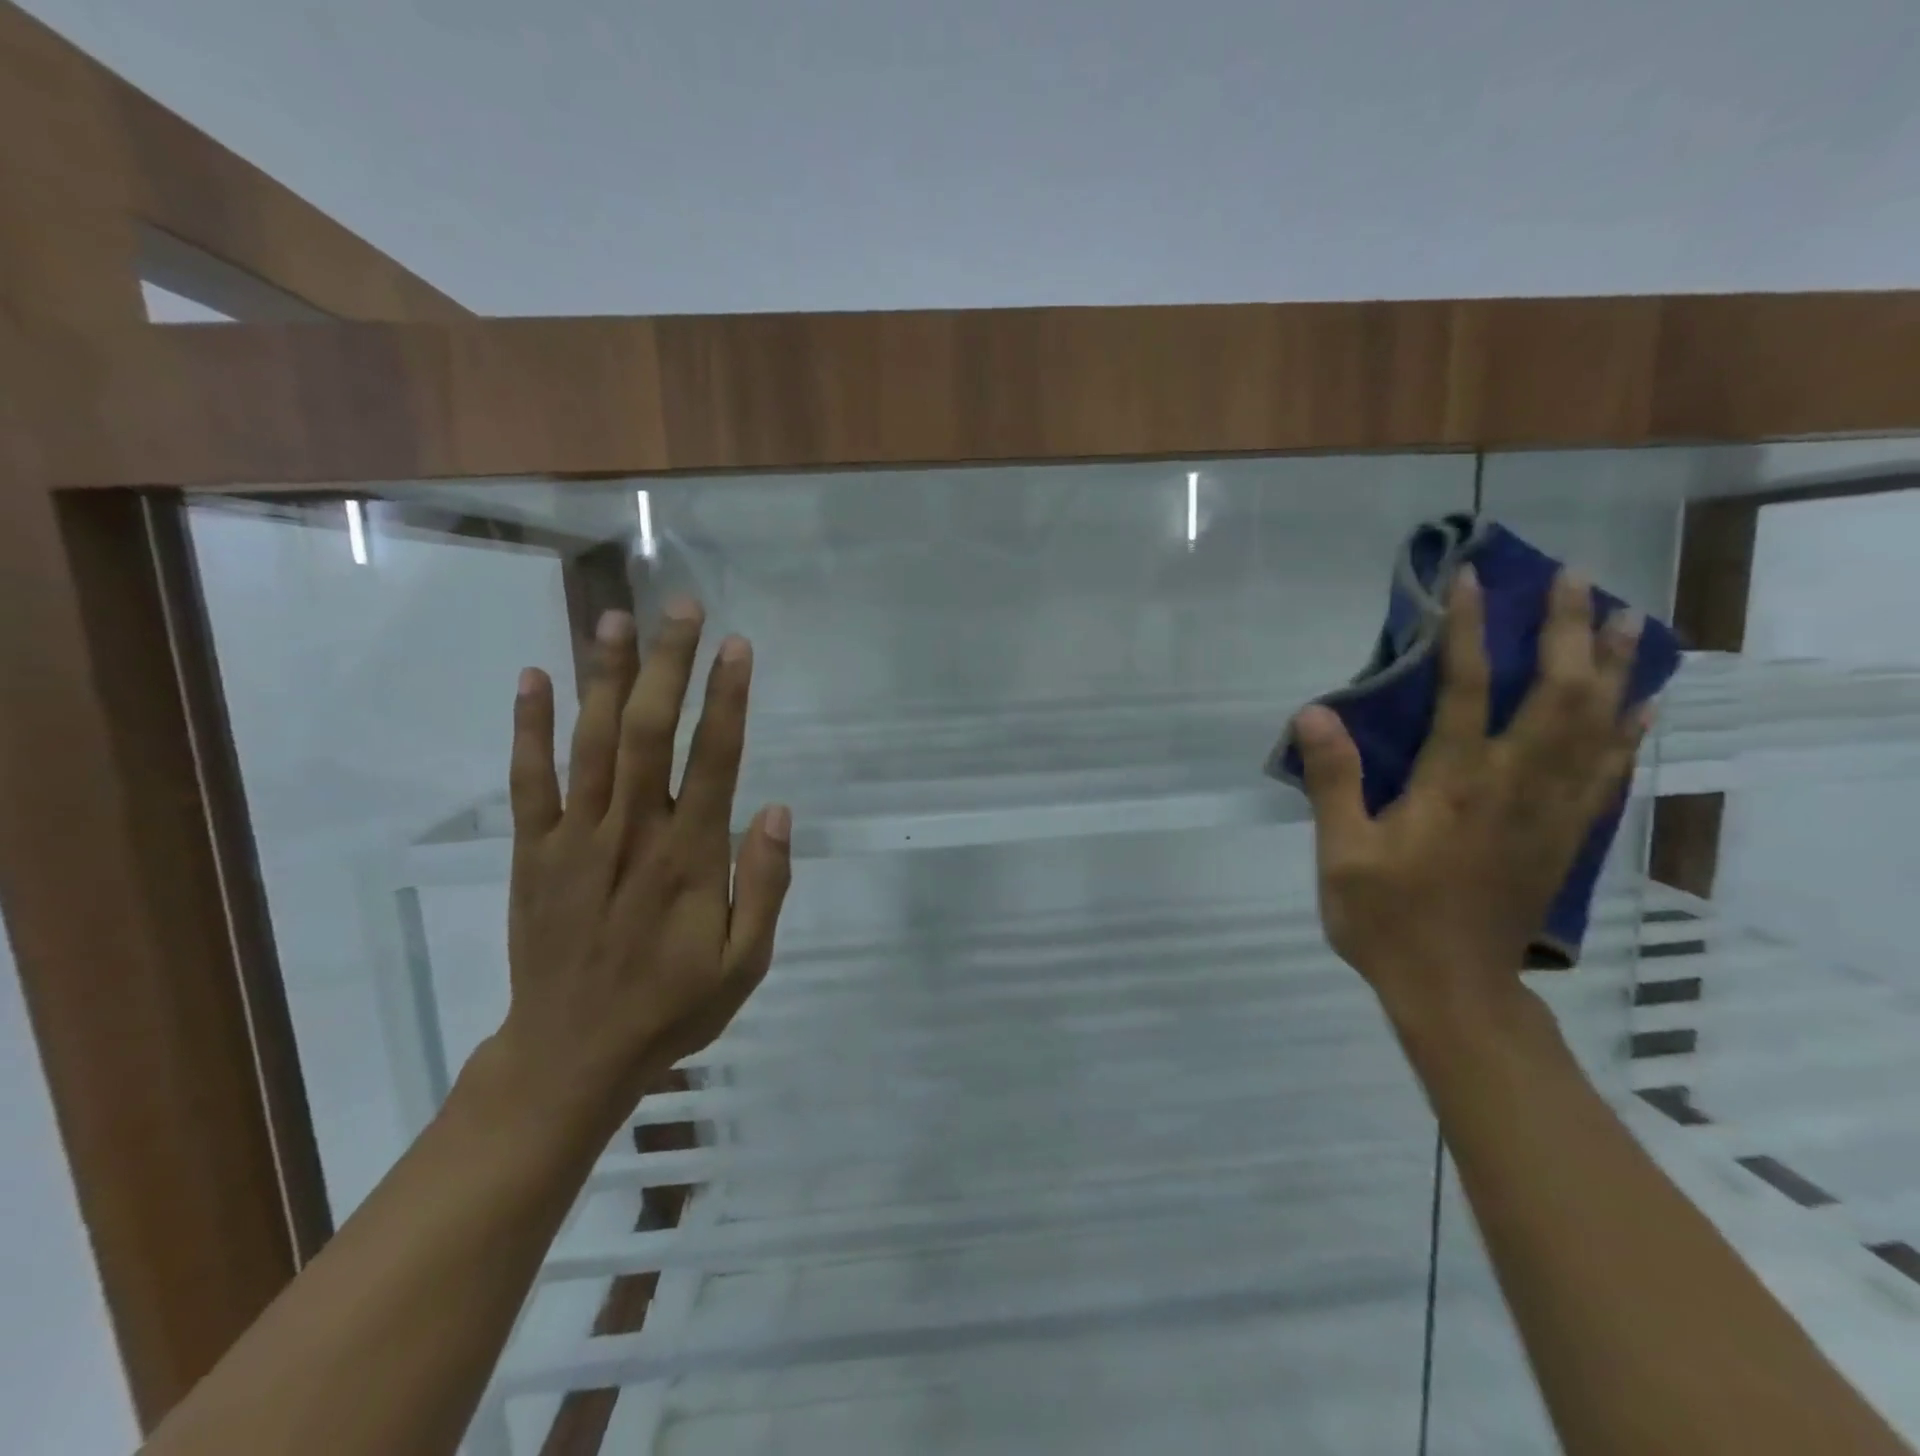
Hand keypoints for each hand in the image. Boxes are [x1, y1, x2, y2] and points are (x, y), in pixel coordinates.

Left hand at [491, 602, 790, 1123]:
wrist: (571, 1054)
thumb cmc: (672, 1006)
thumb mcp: (744, 963)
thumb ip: (764, 886)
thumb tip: (778, 811)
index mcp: (689, 858)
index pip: (712, 761)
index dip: (726, 699)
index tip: (736, 647)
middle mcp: (631, 833)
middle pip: (648, 733)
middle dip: (668, 665)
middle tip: (681, 606)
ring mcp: (574, 839)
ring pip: (589, 743)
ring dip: (604, 677)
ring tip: (615, 618)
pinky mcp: (532, 853)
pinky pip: (528, 782)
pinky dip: (529, 729)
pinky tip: (535, 678)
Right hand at [1294, 566, 1648, 1026]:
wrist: (1454, 988)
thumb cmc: (1387, 918)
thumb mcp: (1341, 853)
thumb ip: (1333, 780)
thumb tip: (1315, 713)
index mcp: (1453, 784)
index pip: (1465, 688)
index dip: (1467, 630)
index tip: (1471, 580)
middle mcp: (1514, 784)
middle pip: (1557, 693)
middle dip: (1568, 631)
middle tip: (1578, 581)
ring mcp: (1550, 810)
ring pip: (1597, 726)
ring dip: (1615, 669)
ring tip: (1629, 621)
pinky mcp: (1565, 836)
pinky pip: (1608, 772)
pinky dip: (1628, 732)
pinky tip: (1641, 708)